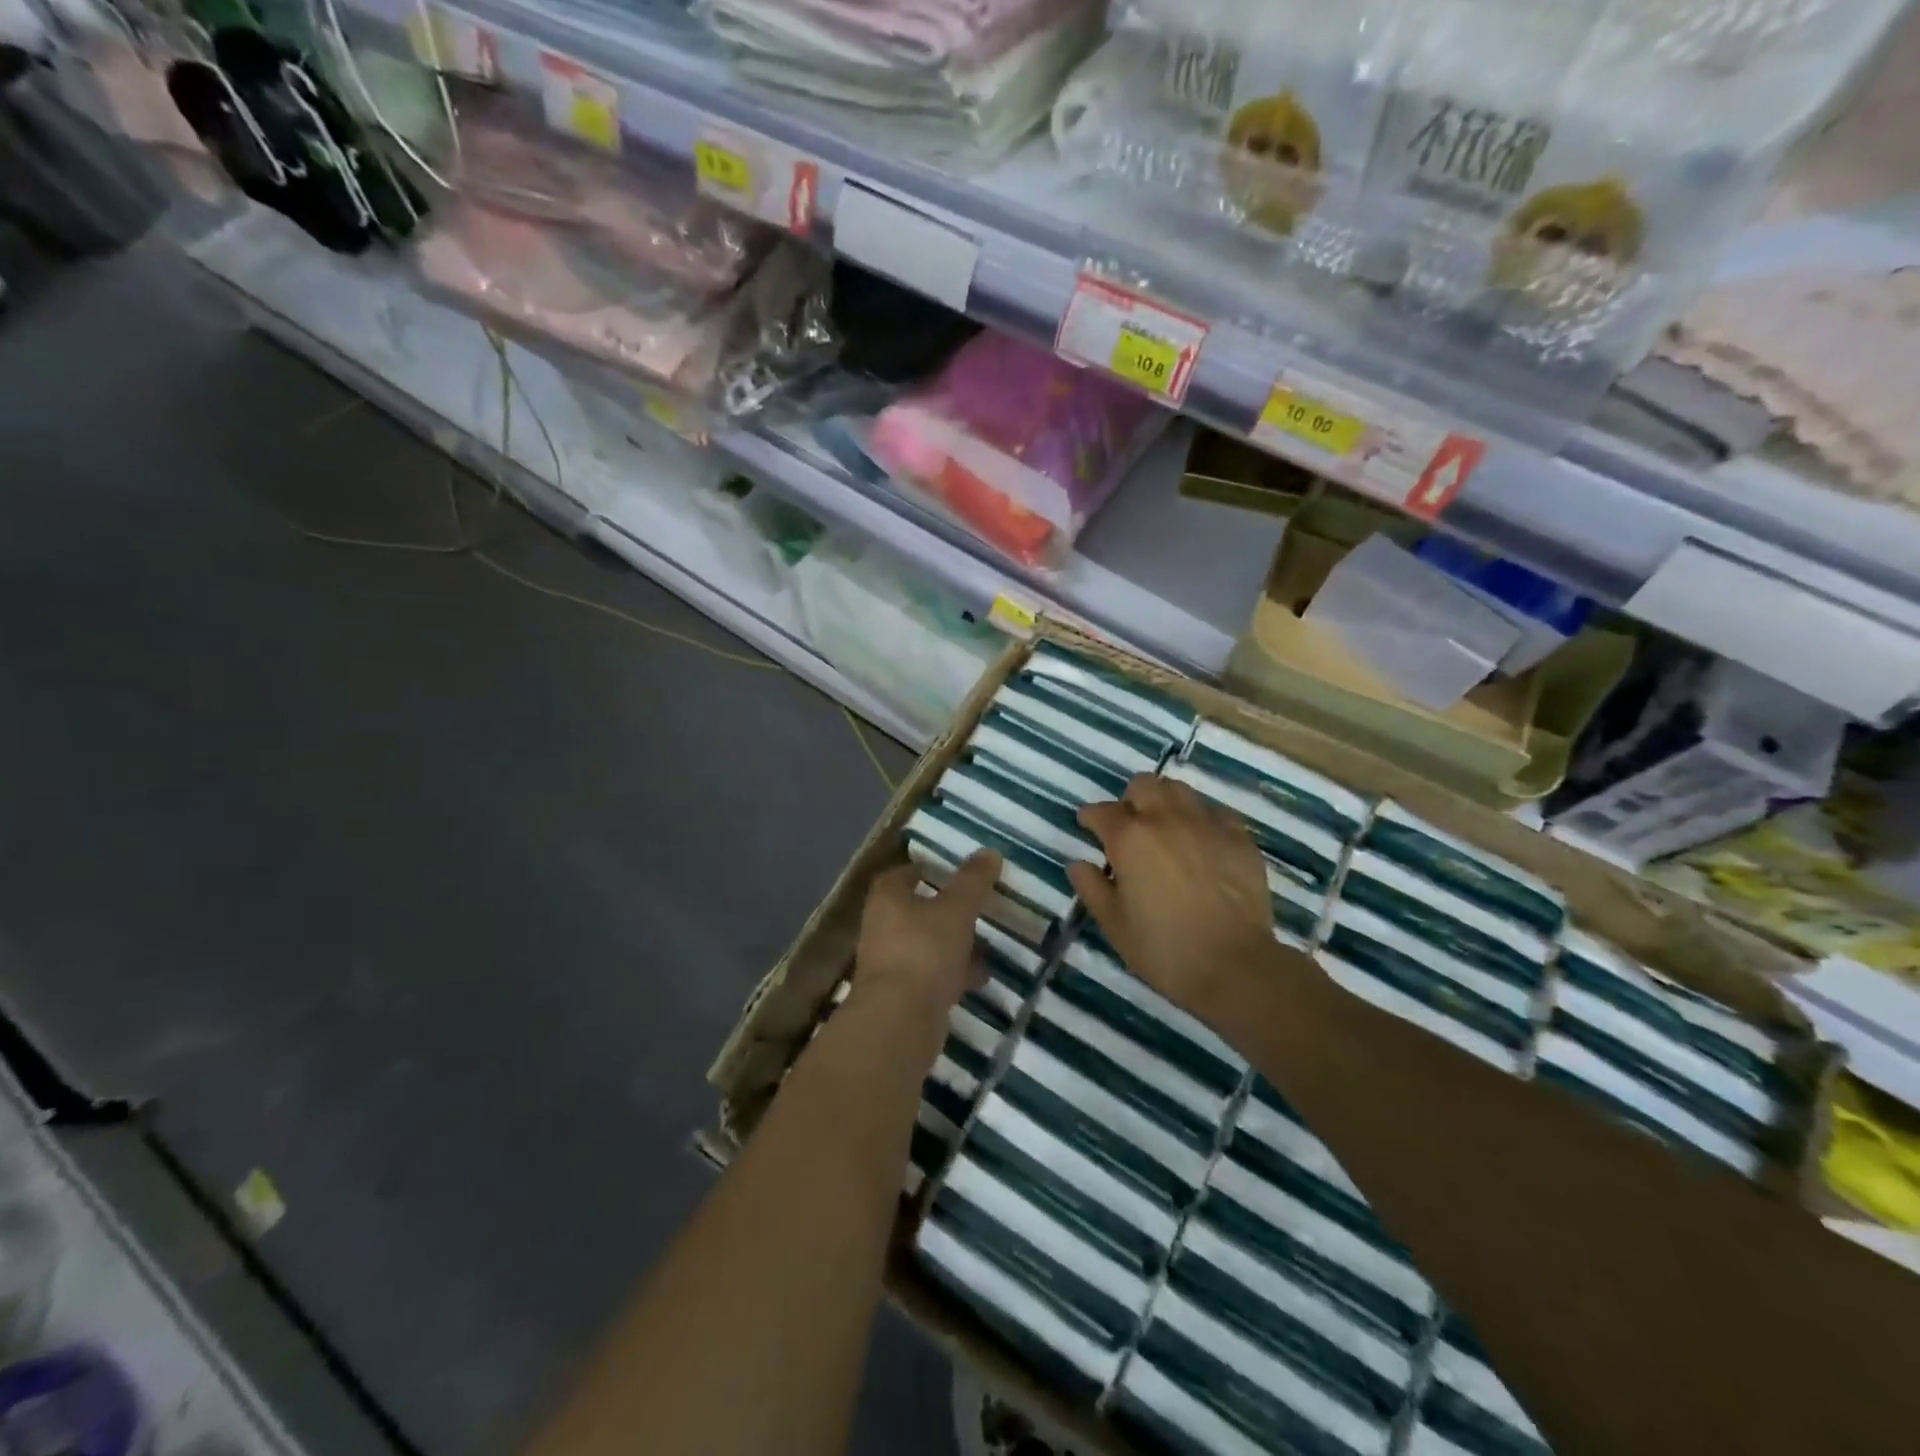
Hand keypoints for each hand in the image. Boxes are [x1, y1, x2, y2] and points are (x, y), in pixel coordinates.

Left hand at [853, 852, 1000, 1021]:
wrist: (900, 1021)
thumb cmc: (925, 951)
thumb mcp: (956, 910)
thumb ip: (973, 881)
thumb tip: (989, 852)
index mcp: (887, 899)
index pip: (903, 874)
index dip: (926, 870)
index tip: (952, 871)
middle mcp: (881, 927)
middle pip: (915, 912)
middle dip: (946, 912)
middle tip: (976, 909)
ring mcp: (889, 964)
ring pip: (926, 946)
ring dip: (953, 946)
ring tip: (987, 947)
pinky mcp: (900, 996)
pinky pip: (930, 976)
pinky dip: (952, 974)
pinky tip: (979, 979)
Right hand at [1068, 775, 1276, 1015]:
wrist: (1234, 966)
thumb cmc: (1164, 949)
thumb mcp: (1114, 924)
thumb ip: (1091, 887)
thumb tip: (1078, 864)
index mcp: (1129, 838)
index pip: (1101, 811)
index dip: (1090, 817)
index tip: (1088, 825)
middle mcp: (1166, 819)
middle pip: (1143, 785)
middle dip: (1130, 800)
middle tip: (1130, 827)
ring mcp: (1206, 824)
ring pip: (1180, 790)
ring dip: (1165, 801)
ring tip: (1165, 828)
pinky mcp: (1239, 837)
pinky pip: (1215, 812)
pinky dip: (1202, 819)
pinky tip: (1201, 841)